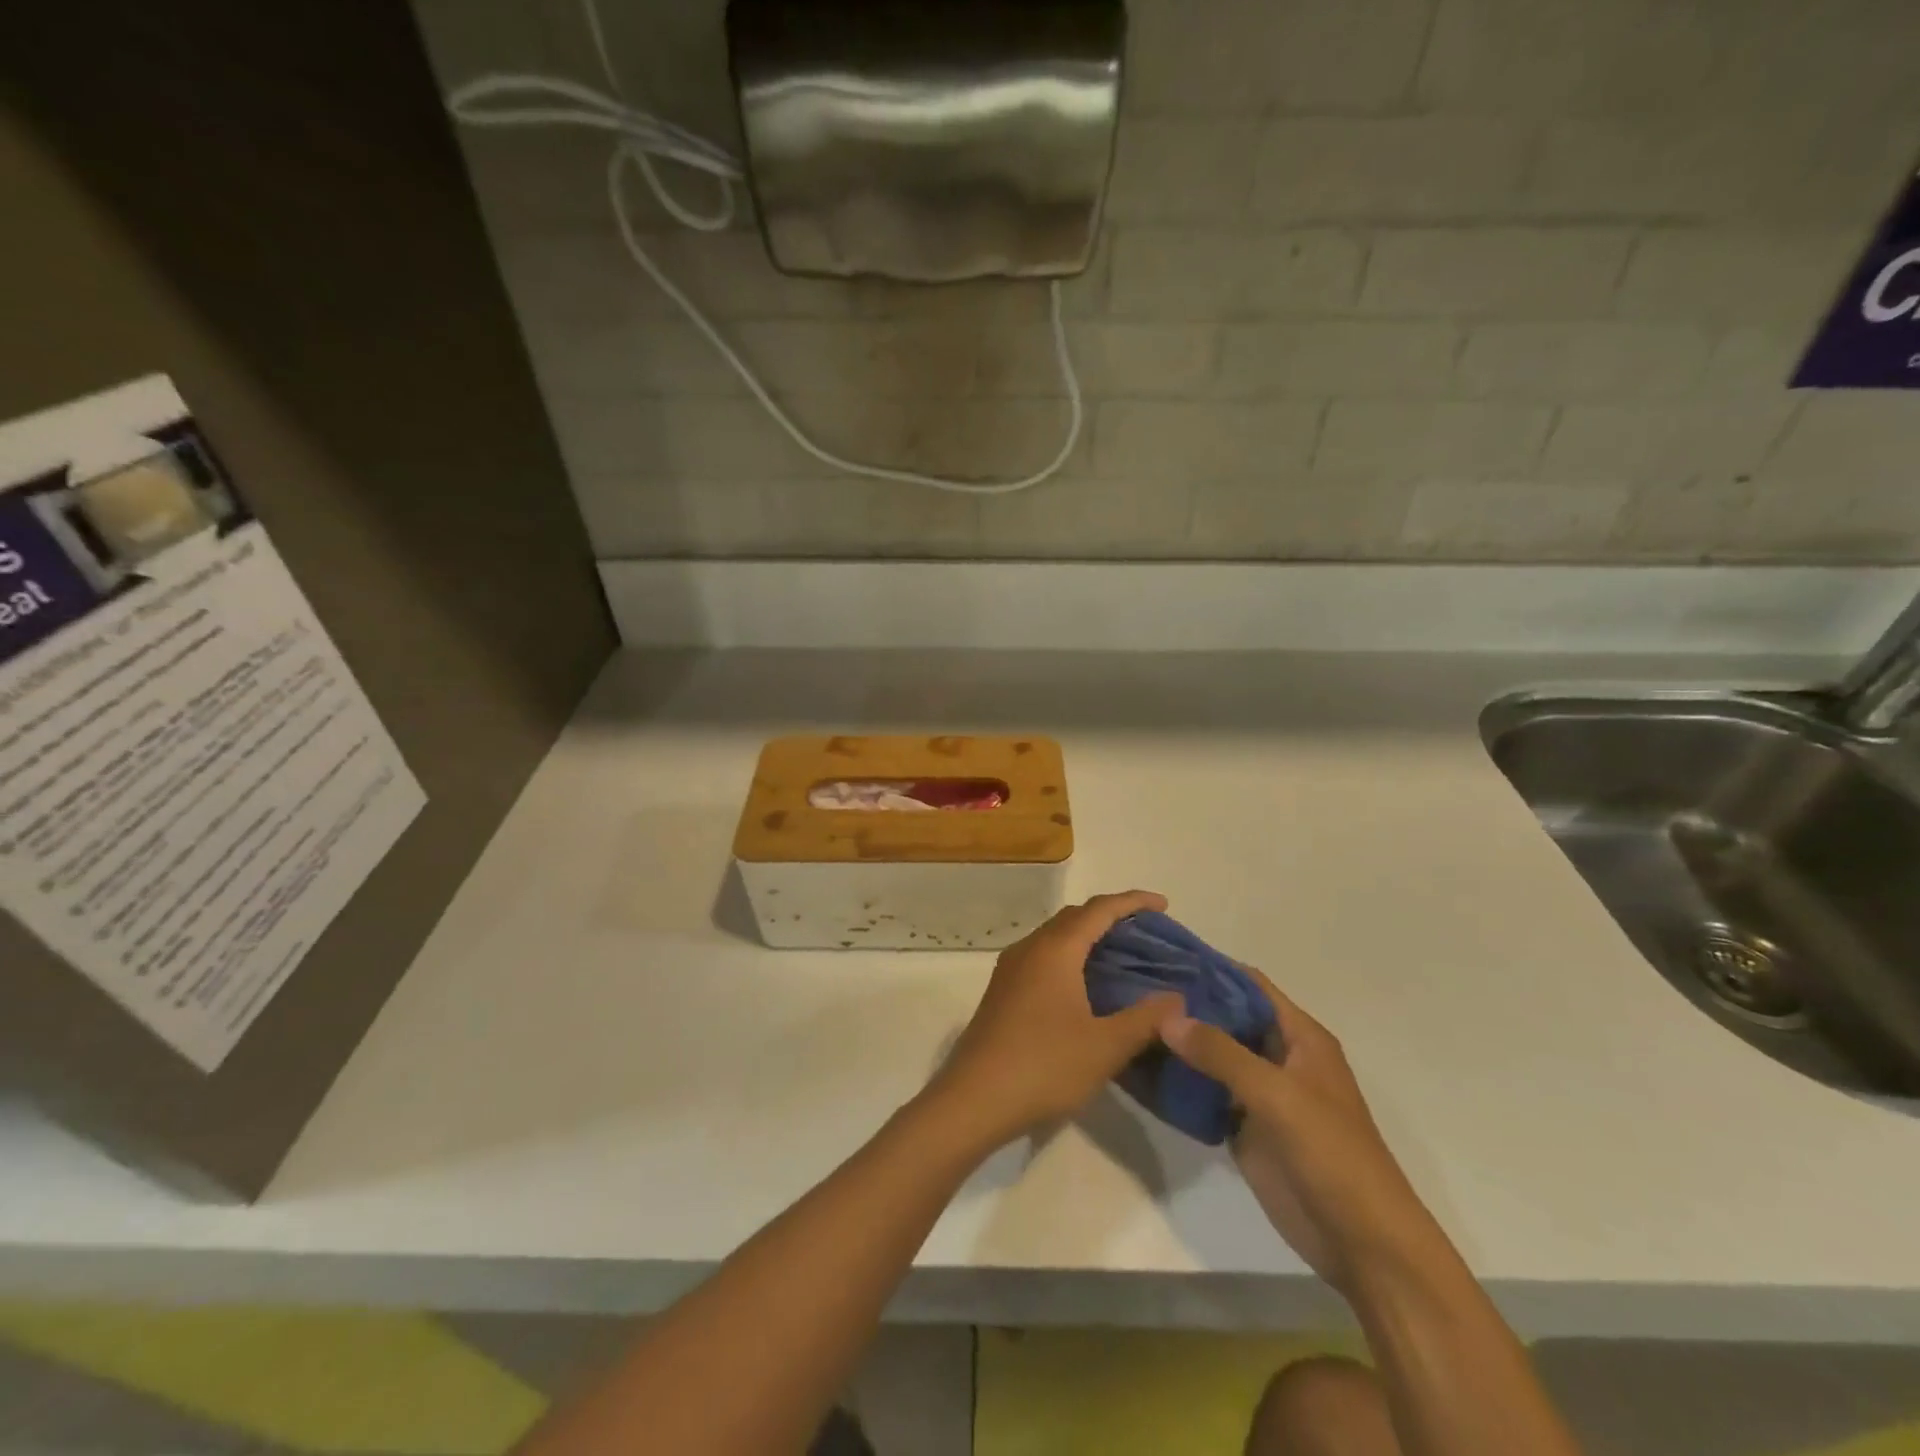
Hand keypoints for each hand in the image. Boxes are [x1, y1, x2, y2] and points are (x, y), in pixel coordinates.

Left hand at [928, 891, 1182, 1148]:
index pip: (1099, 910)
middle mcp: (1029, 949)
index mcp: (1055, 950)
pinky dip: (1069, 956)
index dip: (1132, 902)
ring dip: (1087, 937)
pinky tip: (1084, 985)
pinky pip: (1042, 957)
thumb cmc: (1044, 1066)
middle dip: (1110, 916)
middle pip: (1074, 917)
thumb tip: (1176, 999)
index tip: (1163, 904)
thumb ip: (1145, 1019)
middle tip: (1145, 932)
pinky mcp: (1002, 991)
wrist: (973, 1099)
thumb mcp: (1105, 1047)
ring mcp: (1010, 969)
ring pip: (1055, 937)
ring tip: (1120, 955)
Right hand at [1162, 969, 1442, 1293]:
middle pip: (1228, 1017)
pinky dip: (1180, 1081)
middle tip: (1133, 987)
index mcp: (1300, 1037)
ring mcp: (1260, 1093)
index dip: (1211, 967)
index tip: (1163, 956)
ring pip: (1213, 1055)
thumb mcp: (1278, 1095)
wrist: (1362, 1243)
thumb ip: (1222, 1054)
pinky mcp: (1245, 1127)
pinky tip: (1143, 1069)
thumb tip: (1167, 1016)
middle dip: (1187, 1003)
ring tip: (1131, 1021)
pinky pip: (1206, 1094)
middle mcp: (1278, 1056)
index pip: (1250, 985)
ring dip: (1180, 1041)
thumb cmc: (1332, 1154)